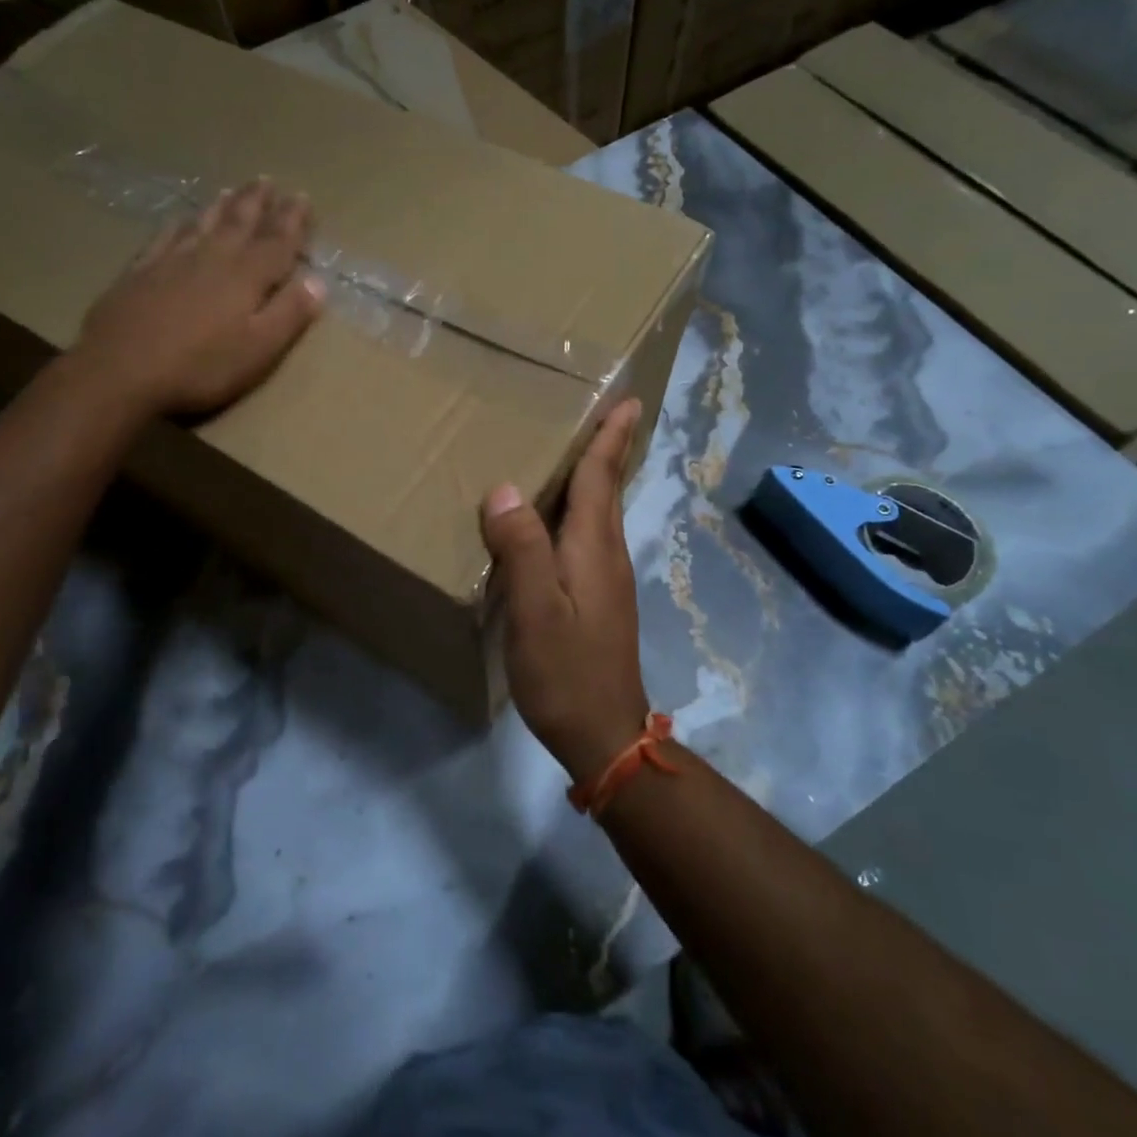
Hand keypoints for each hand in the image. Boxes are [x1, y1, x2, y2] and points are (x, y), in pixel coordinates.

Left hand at [75, 179, 324, 416]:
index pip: (277, 241)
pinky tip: (180, 219)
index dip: (293, 220)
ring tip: (231, 190)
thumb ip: (290, 313)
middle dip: (257, 202)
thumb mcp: (259, 349)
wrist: (119, 371)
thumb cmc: (199, 367)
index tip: (302, 197)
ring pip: (203, 223)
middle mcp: (212, 258)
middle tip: (267, 180)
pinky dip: (178, 224)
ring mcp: (171, 261)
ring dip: (221, 206)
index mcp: (246, 276)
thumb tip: (318, 281)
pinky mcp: (139, 272)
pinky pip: (164, 236)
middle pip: (239, 222)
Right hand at [481, 398, 649, 782]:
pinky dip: (582, 512)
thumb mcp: (534, 610)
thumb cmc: (566, 671)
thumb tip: (505, 490)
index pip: (601, 478)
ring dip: (597, 478)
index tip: (630, 401)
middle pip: (608, 490)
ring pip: (602, 514)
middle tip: (606, 414)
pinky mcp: (600, 600)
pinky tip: (561, 521)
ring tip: (579, 454)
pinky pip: (592, 537)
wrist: (604, 735)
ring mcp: (608, 579)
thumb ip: (521, 549)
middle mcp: (607, 554)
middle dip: (610, 449)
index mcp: (593, 547)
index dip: (611, 438)